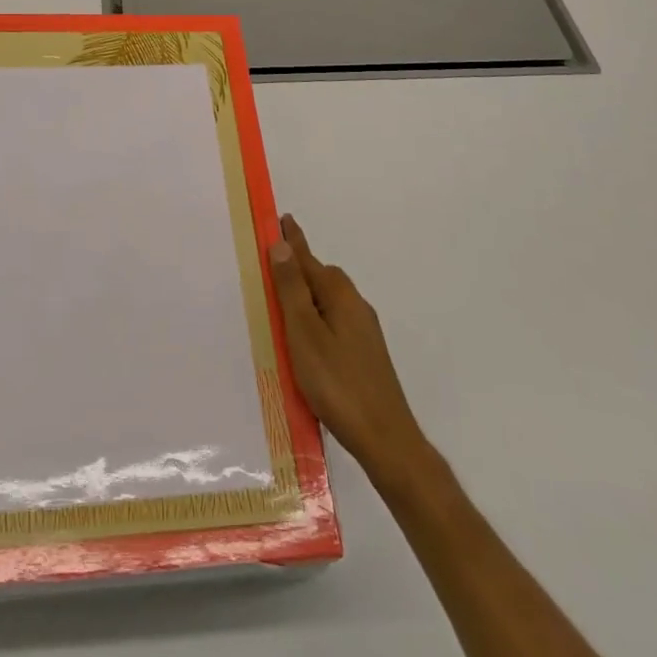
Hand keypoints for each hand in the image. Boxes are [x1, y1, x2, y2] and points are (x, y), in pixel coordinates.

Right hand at [269, 213, 425, 476]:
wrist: (385, 438)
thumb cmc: (337, 382)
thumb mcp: (304, 333)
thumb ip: (292, 289)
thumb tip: (283, 245)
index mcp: (339, 295)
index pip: (308, 258)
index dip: (292, 240)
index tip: (282, 217)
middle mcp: (355, 305)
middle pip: (321, 277)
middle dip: (298, 268)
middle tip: (270, 266)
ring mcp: (363, 331)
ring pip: (327, 302)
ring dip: (305, 297)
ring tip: (281, 305)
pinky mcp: (365, 354)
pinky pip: (333, 322)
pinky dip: (315, 319)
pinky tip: (305, 341)